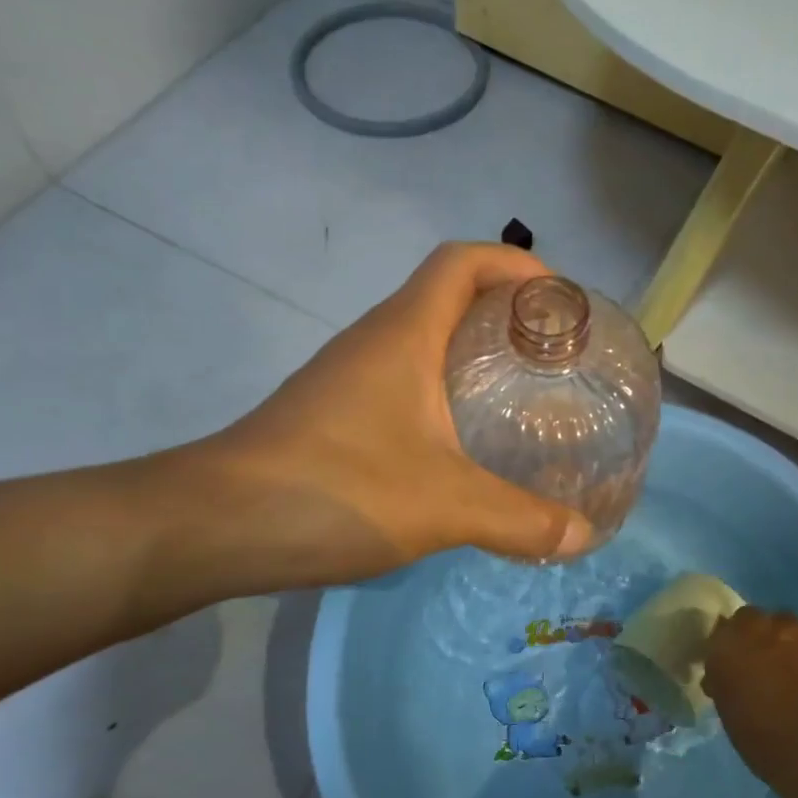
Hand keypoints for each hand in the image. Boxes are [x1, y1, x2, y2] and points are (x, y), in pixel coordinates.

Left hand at [172, 243, 594, 591]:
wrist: (215, 525)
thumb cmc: (336, 489)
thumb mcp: (444, 506)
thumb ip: (520, 520)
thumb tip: (582, 535)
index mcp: (404, 334)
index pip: (462, 261)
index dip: (515, 264)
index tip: (557, 302)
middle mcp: (375, 341)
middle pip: (448, 297)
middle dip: (505, 315)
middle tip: (554, 359)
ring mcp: (348, 378)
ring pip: (423, 343)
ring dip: (473, 356)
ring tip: (522, 398)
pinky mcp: (334, 414)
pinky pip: (403, 384)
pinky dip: (442, 395)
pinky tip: (462, 446)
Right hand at [703, 607, 797, 782]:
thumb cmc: (765, 740)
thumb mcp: (729, 713)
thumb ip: (727, 684)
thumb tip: (728, 679)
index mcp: (725, 645)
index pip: (721, 632)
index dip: (729, 647)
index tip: (733, 665)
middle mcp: (757, 627)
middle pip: (753, 619)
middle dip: (757, 637)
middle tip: (764, 665)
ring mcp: (796, 629)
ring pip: (788, 627)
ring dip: (788, 643)